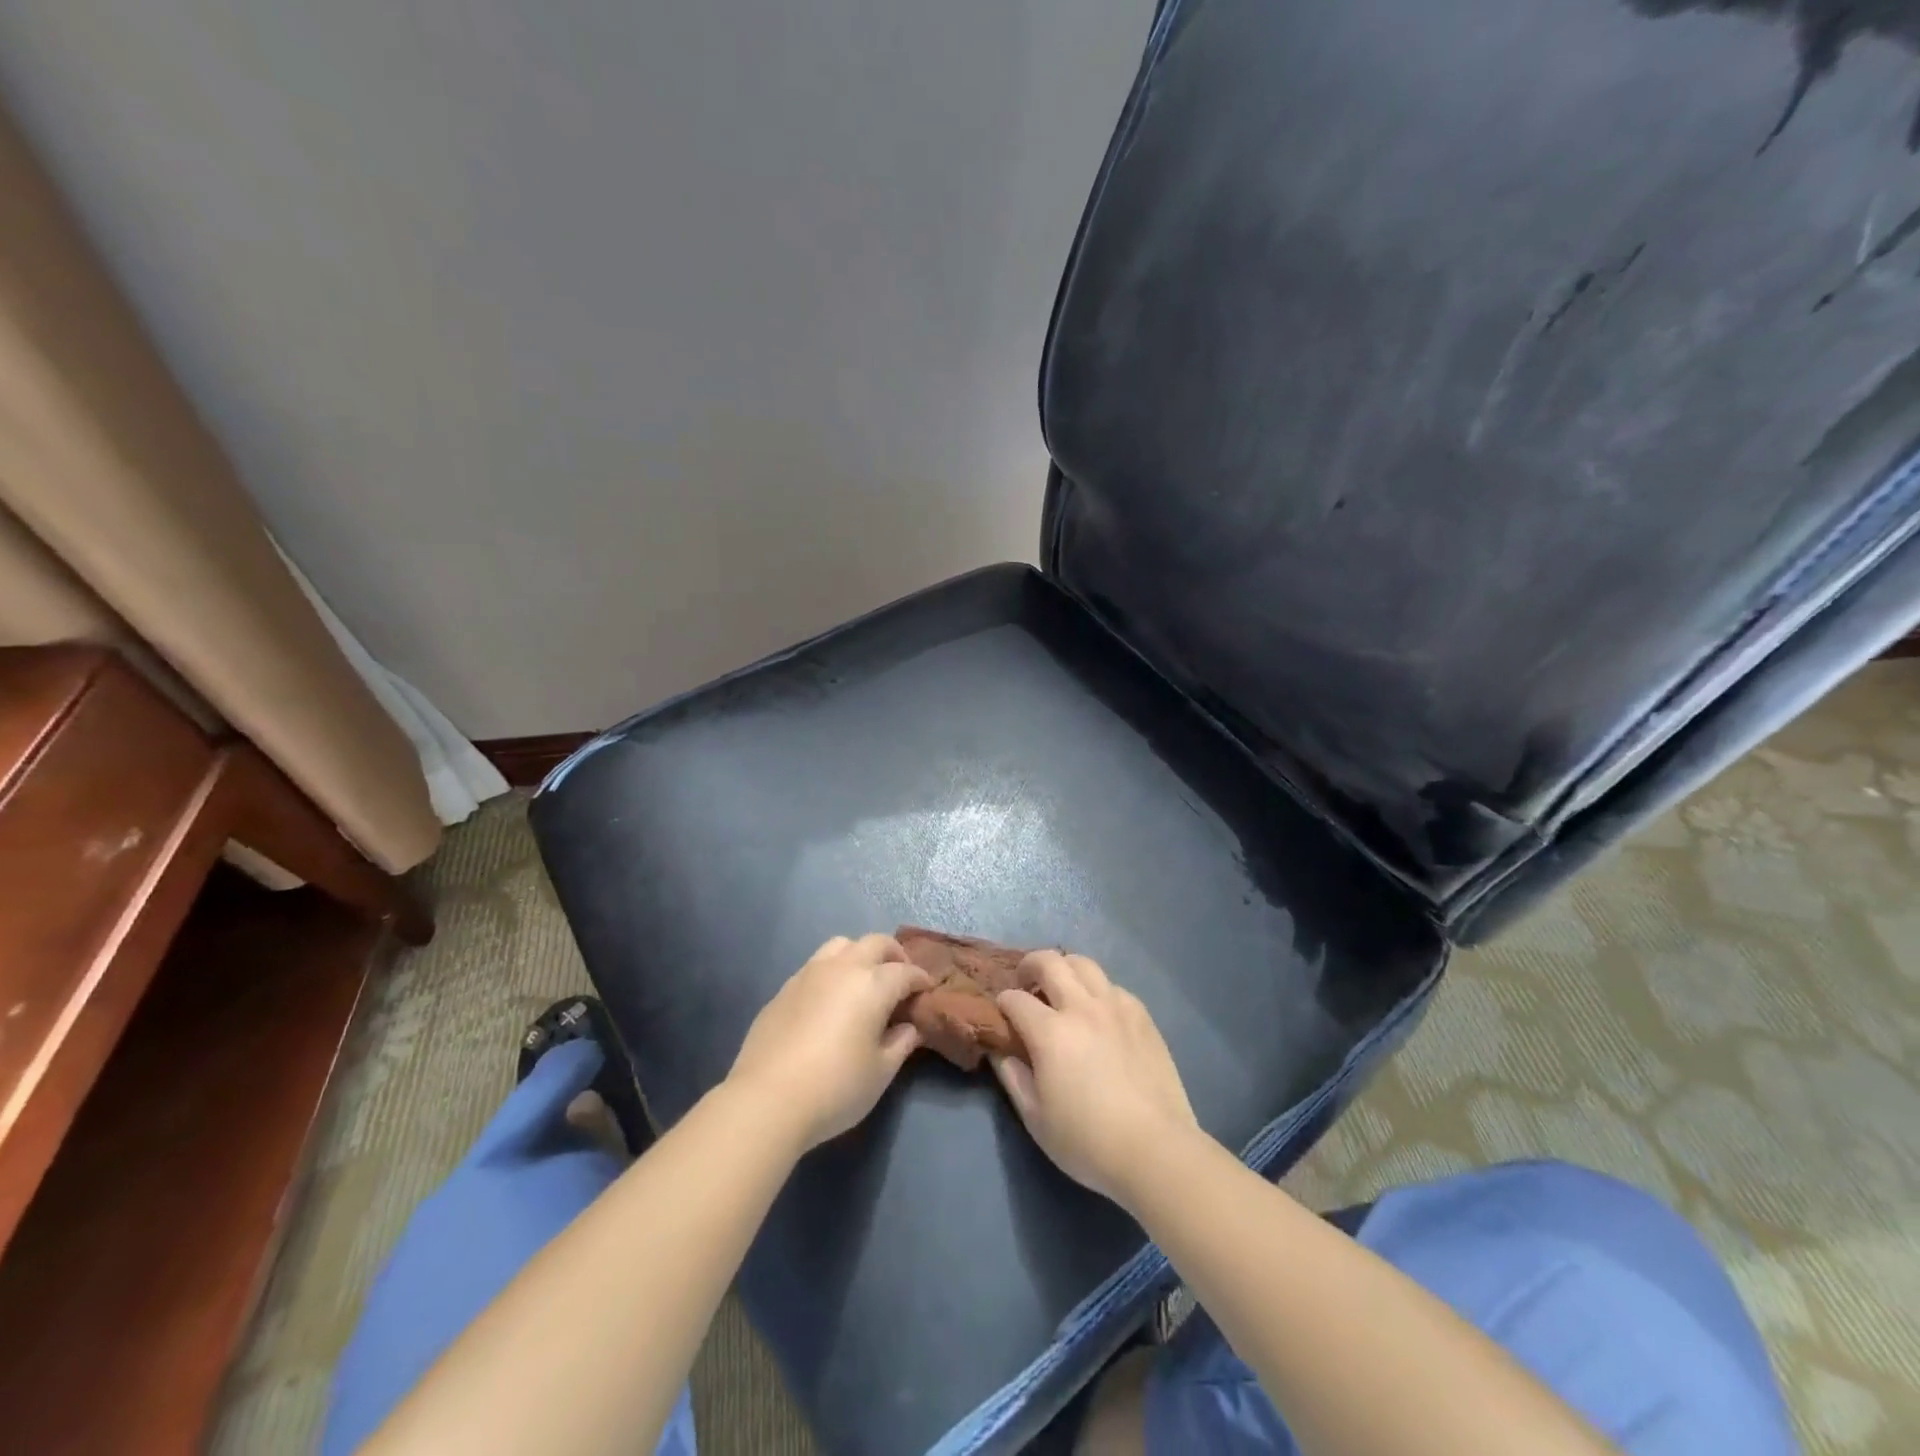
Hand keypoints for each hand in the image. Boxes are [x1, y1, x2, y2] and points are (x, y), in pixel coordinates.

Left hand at [727, 934, 931, 1150]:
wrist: (767, 1100)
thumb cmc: (835, 1088)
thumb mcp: (880, 1072)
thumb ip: (900, 1043)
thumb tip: (909, 1027)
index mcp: (872, 985)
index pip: (905, 972)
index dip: (920, 979)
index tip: (927, 990)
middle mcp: (842, 968)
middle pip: (875, 943)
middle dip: (893, 955)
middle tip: (901, 976)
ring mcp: (809, 974)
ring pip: (841, 945)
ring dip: (860, 954)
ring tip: (864, 979)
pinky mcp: (784, 989)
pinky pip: (815, 965)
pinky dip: (832, 971)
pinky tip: (830, 999)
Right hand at [993, 951, 1198, 1205]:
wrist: (1156, 1150)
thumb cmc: (1088, 1141)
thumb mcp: (1036, 1118)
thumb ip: (1012, 1077)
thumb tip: (1000, 1051)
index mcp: (1051, 1032)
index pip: (1015, 999)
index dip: (1003, 1002)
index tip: (1002, 1012)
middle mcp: (1081, 1008)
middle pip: (1050, 962)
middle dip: (1029, 965)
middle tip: (1026, 982)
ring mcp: (1115, 1007)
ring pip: (1084, 964)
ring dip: (1065, 969)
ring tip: (1061, 988)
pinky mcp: (1142, 1015)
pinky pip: (1113, 986)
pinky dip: (1097, 990)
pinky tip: (1098, 1012)